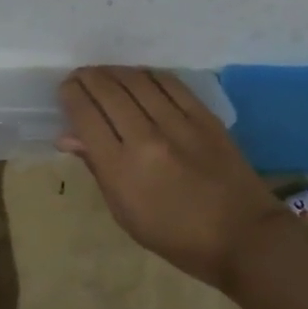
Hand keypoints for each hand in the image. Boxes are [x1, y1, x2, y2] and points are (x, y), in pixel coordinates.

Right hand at [59, 66, 285, 288]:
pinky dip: (147, 75)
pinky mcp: (204, 116)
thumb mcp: (125, 212)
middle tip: (79, 78)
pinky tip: (138, 77)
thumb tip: (68, 136)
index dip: (70, 96)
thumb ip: (97, 167)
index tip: (65, 91)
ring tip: (104, 74)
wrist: (242, 236)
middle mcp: (146, 138)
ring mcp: (178, 123)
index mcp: (121, 169)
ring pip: (136, 81)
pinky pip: (169, 83)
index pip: (85, 116)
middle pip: (108, 91)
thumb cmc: (175, 236)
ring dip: (114, 72)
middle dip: (86, 78)